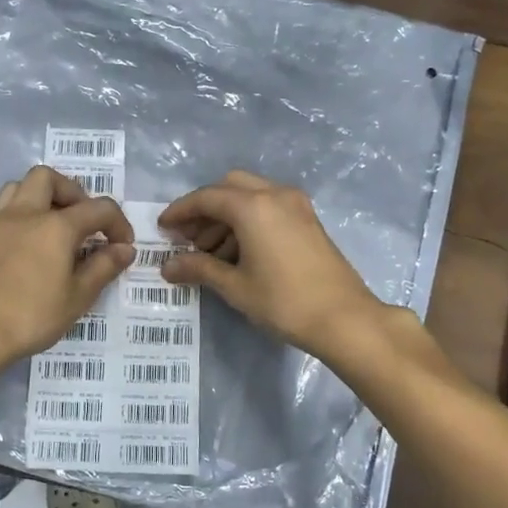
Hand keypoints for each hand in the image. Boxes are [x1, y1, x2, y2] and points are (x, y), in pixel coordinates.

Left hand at [0, 166, 133, 370]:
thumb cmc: (31, 317)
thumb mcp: (77, 297)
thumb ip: (103, 267)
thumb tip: (125, 249)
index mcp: (55, 226)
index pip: (98, 209)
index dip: (117, 223)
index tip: (123, 246)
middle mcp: (24, 213)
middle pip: (49, 179)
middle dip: (72, 193)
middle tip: (82, 222)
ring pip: (18, 187)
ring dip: (40, 197)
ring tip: (51, 227)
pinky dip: (15, 215)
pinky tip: (21, 242)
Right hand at [160, 171, 385, 358]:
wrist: (344, 319)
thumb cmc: (284, 302)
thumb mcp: (234, 286)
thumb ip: (199, 268)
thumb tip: (168, 267)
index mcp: (253, 206)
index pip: (206, 197)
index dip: (180, 211)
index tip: (162, 227)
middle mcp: (275, 195)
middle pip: (229, 187)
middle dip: (204, 209)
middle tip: (186, 237)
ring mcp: (296, 205)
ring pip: (250, 196)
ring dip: (225, 216)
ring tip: (208, 252)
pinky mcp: (308, 219)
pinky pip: (269, 207)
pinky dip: (247, 220)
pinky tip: (237, 252)